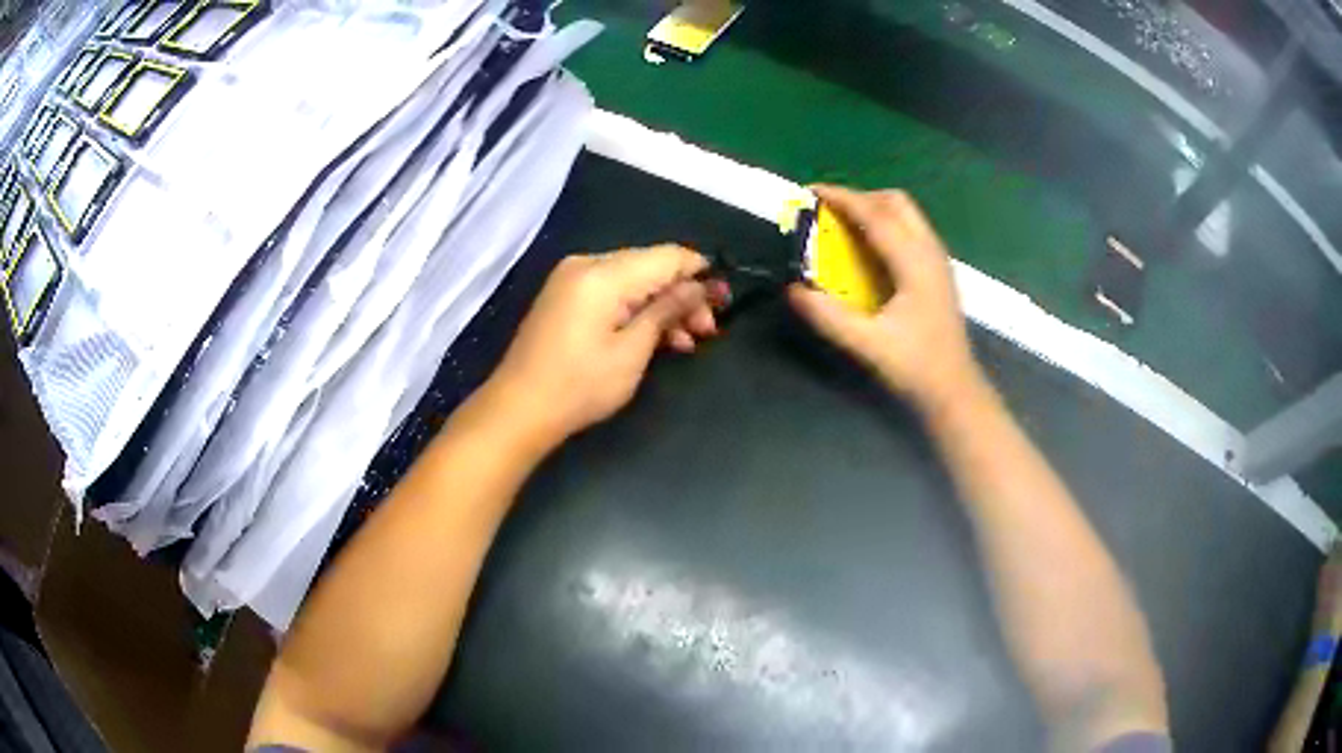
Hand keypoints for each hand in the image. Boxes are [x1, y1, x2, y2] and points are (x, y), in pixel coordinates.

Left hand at [484, 245, 721, 447]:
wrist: (518, 409)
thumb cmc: (579, 385)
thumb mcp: (632, 351)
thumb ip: (668, 311)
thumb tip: (701, 288)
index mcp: (603, 273)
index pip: (667, 256)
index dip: (701, 272)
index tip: (725, 298)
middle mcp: (587, 264)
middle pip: (650, 266)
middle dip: (683, 294)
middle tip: (709, 330)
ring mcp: (572, 279)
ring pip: (633, 280)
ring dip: (663, 305)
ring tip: (688, 340)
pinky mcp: (565, 297)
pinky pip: (612, 292)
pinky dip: (636, 309)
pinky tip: (658, 337)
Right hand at [788, 185, 982, 411]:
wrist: (955, 390)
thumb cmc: (915, 367)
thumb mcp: (868, 344)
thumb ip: (829, 317)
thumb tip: (793, 289)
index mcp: (915, 263)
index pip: (876, 214)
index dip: (843, 198)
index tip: (812, 191)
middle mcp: (930, 251)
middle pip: (896, 202)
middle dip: (860, 197)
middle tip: (829, 210)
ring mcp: (938, 260)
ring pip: (907, 214)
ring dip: (875, 208)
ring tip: (844, 223)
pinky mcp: (938, 271)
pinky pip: (911, 229)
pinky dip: (886, 224)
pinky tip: (870, 248)